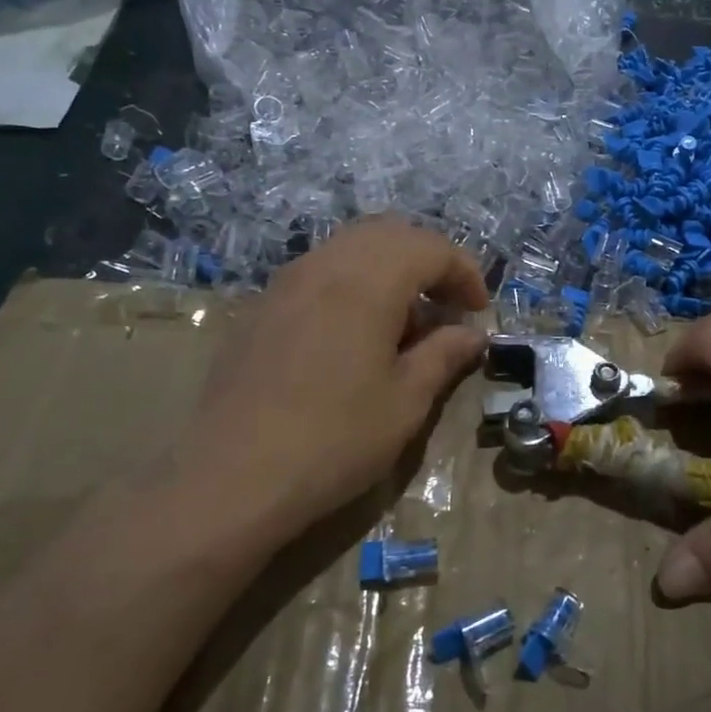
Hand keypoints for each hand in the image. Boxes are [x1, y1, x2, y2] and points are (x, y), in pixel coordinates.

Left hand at [164, 218, 487, 560]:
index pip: (430, 247)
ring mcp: (285, 283)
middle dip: (428, 261)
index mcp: (368, 281)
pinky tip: (354, 333)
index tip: (478, 312)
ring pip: (349, 248)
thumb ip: (444, 355)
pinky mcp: (260, 307)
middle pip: (389, 234)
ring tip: (404, 321)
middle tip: (447, 306)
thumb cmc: (335, 439)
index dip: (464, 272)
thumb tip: (473, 334)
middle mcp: (324, 265)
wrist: (232, 477)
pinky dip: (352, 284)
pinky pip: (318, 272)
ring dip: (389, 269)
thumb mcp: (406, 401)